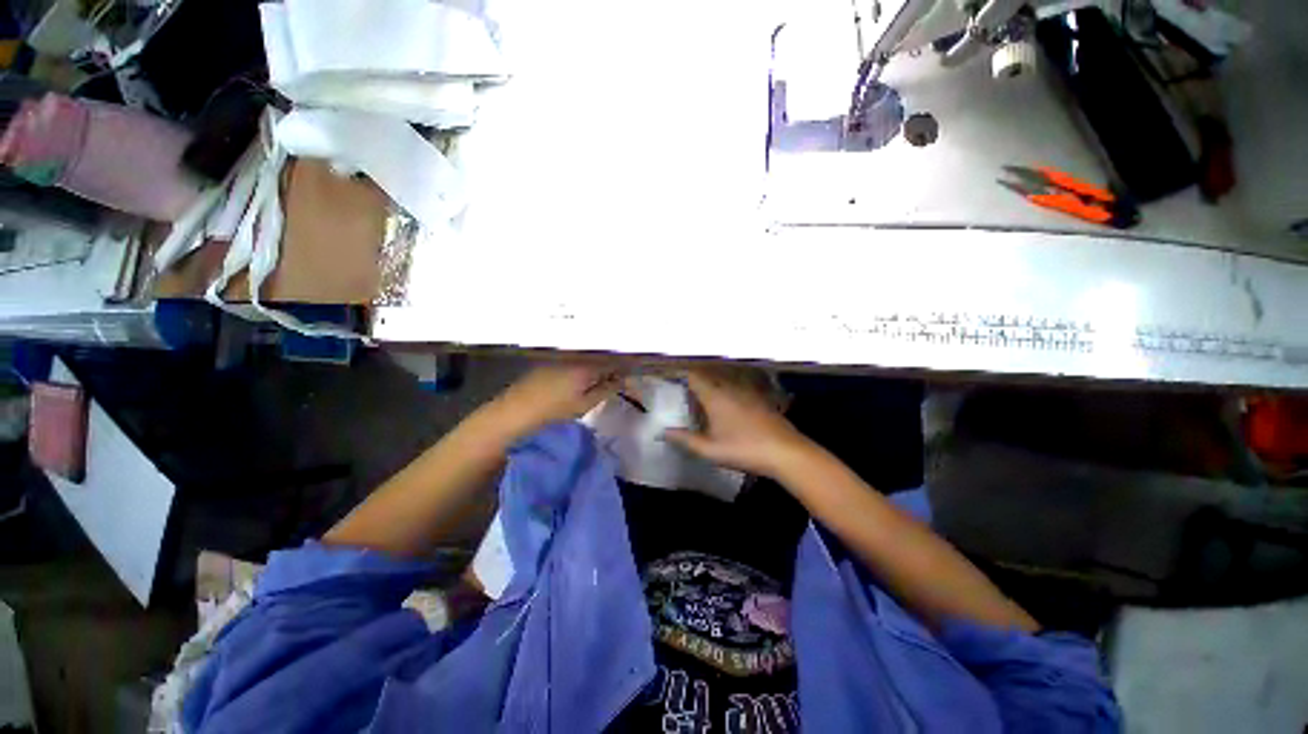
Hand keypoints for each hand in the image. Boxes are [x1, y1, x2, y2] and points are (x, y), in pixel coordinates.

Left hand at [486, 363, 621, 439]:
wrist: (514, 412)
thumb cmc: (553, 411)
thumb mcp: (585, 404)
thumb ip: (607, 389)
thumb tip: (625, 379)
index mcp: (587, 365)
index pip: (614, 361)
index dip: (626, 367)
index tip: (634, 376)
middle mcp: (575, 355)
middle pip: (601, 356)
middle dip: (613, 365)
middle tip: (622, 378)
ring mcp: (560, 357)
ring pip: (588, 357)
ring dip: (599, 365)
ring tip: (605, 378)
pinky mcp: (550, 361)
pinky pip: (575, 359)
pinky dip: (584, 366)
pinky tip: (584, 377)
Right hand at [663, 369, 811, 477]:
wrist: (786, 452)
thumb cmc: (744, 450)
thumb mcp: (710, 450)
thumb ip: (685, 439)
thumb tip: (664, 432)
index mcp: (715, 396)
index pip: (693, 376)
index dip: (680, 375)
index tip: (670, 380)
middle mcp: (730, 388)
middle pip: (707, 378)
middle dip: (694, 384)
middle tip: (684, 397)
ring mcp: (747, 392)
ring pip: (723, 383)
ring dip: (711, 389)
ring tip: (703, 404)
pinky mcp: (759, 399)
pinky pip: (736, 390)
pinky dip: (727, 395)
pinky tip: (728, 412)